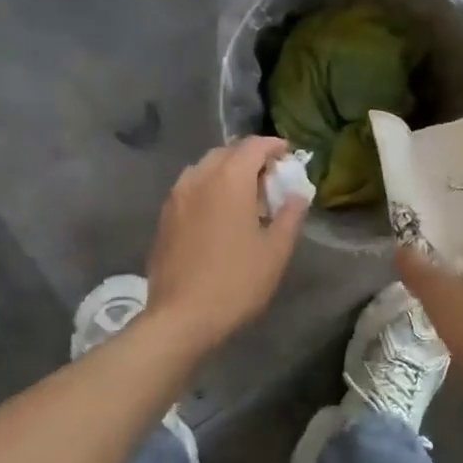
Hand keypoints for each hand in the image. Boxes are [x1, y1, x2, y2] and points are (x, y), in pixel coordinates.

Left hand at [147, 138, 308, 351]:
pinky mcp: (165, 216)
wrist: (181, 317)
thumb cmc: (236, 282)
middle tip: (270, 177)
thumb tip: (297, 193)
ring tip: (244, 194)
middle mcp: (199, 178)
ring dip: (227, 171)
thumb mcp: (275, 251)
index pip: (253, 146)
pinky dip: (209, 187)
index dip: (274, 146)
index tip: (289, 155)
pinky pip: (191, 187)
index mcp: (229, 180)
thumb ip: (290, 215)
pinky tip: (219, 212)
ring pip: (205, 168)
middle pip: (227, 152)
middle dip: (250, 157)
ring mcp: (177, 196)